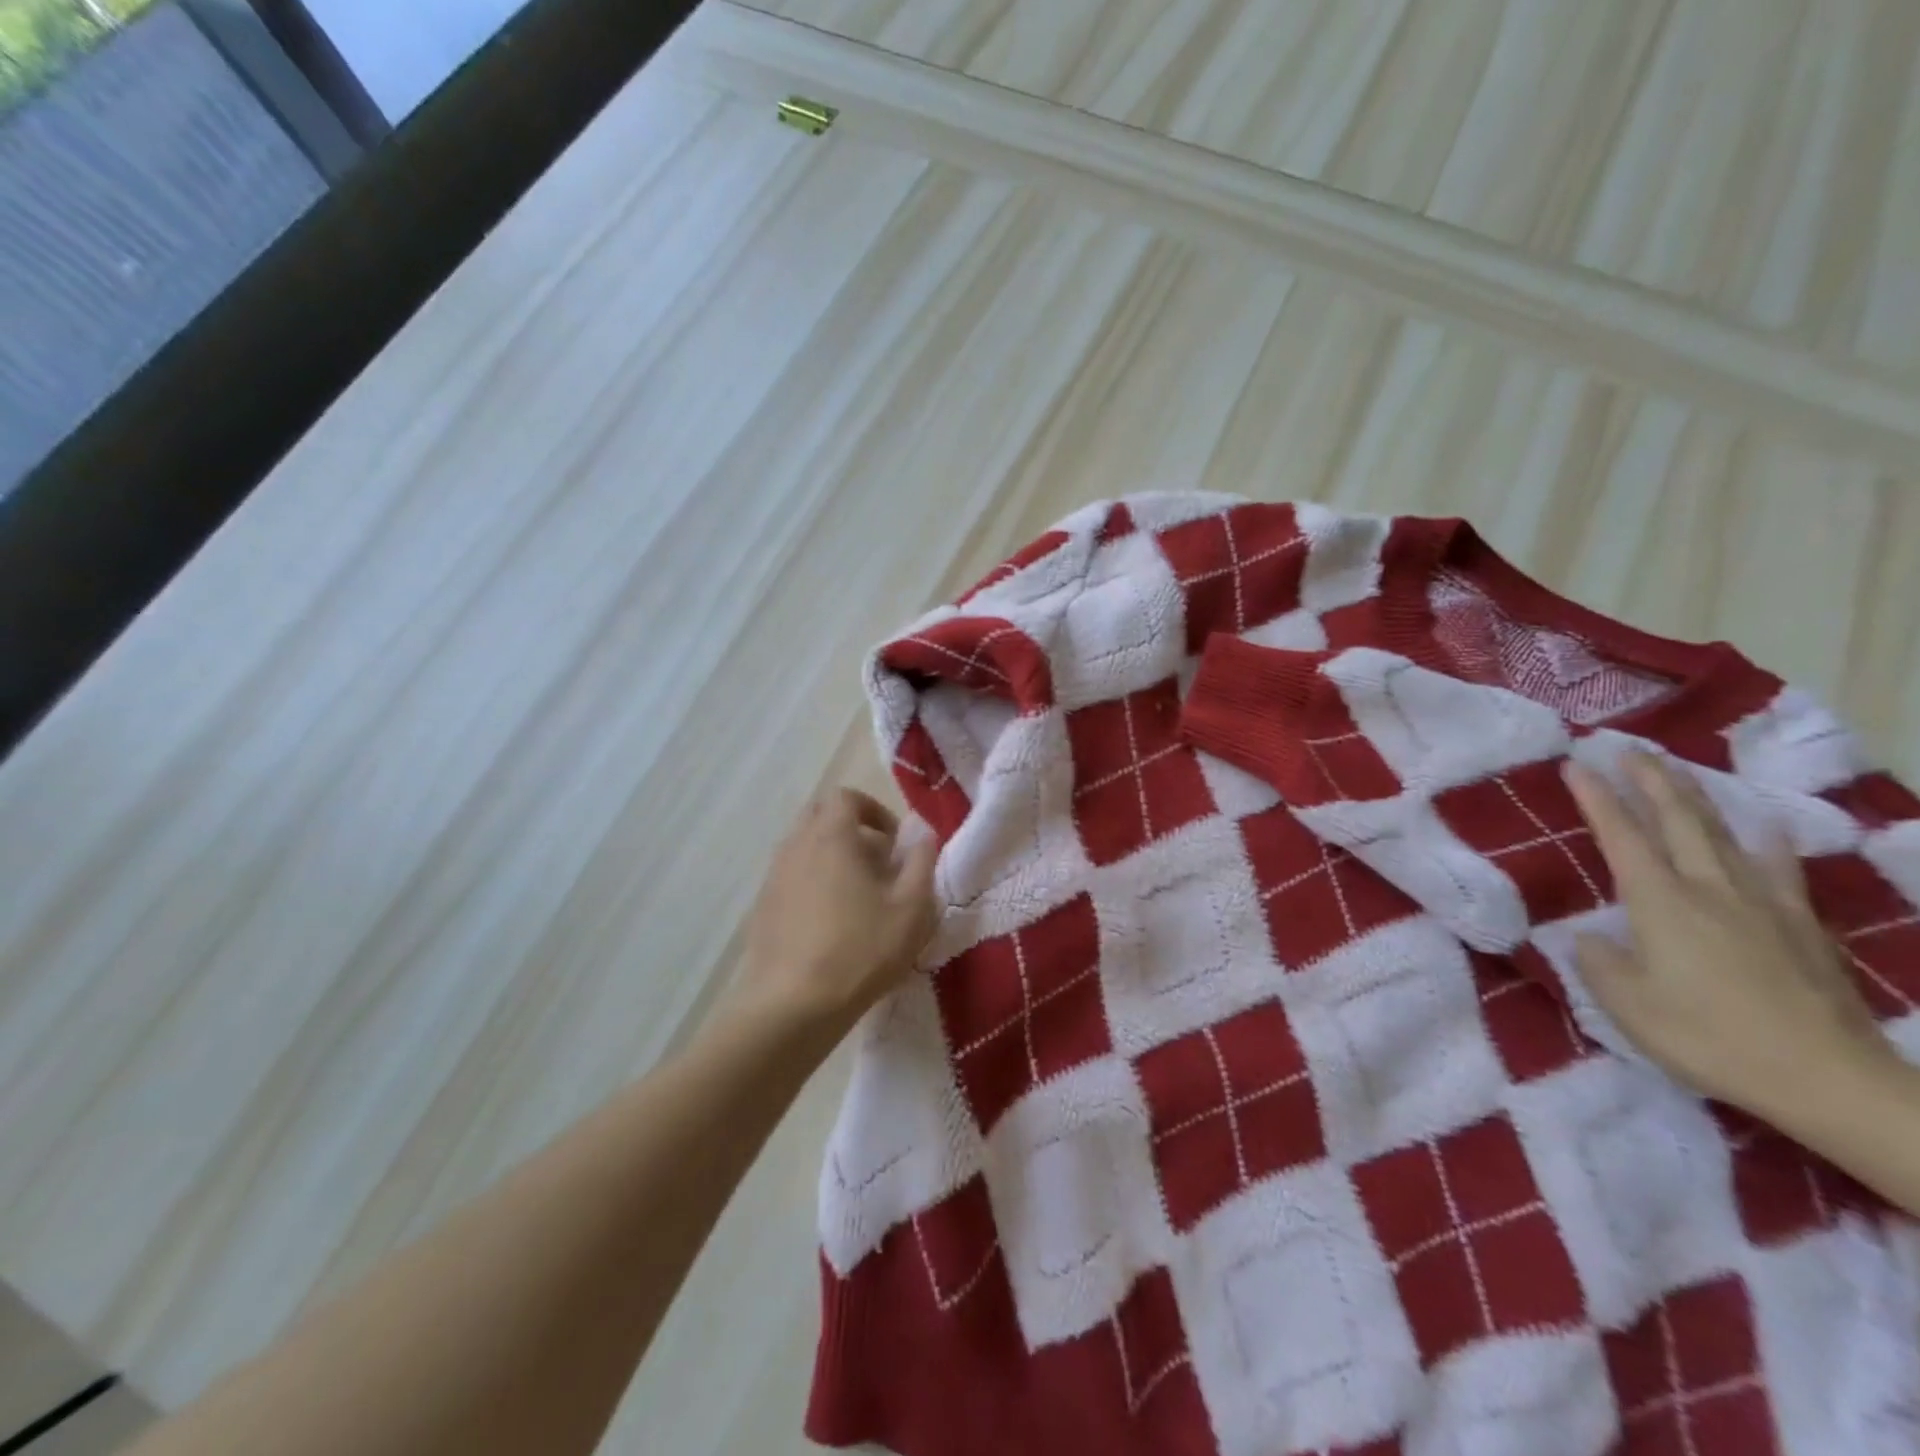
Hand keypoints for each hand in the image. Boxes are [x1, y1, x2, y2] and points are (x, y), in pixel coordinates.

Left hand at [735, 788, 939, 1037]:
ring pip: (804, 847)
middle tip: (878, 864)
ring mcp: (773, 876)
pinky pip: (791, 876)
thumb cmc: (861, 950)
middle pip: (820, 816)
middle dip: (852, 830)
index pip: (846, 796)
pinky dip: (813, 882)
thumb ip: (922, 861)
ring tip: (858, 897)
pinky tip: (830, 923)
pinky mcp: (762, 906)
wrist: (792, 1005)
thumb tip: (923, 833)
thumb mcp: (912, 908)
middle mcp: (796, 845)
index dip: (874, 811)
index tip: (895, 844)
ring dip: (832, 857)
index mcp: (831, 835)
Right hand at [1564, 752, 1891, 1123]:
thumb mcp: (1629, 1007)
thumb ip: (1600, 963)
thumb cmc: (1710, 1038)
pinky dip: (1768, 842)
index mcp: (1660, 904)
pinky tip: (1768, 827)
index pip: (1621, 837)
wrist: (1828, 1078)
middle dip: (1650, 781)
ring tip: (1679, 773)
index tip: (1576, 765)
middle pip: (1678, 821)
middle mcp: (1709, 890)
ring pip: (1723, 836)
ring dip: (1696, 799)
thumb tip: (1590, 938)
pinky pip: (1780, 869)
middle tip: (1628, 750)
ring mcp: (1762, 904)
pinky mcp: (1800, 926)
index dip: (1596, 799)